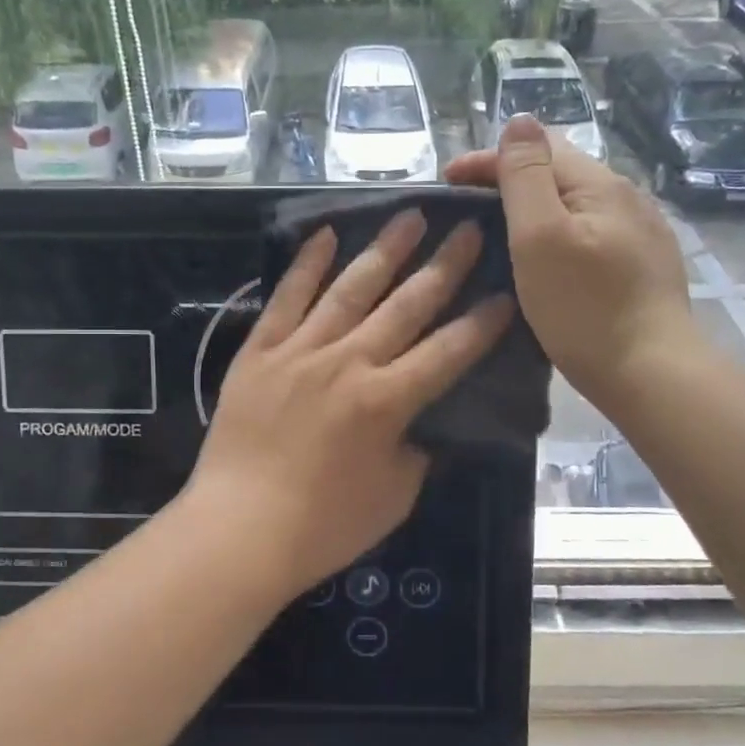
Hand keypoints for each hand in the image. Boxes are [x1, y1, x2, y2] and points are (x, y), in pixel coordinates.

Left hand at [188, 210, 513, 599]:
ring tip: (410, 216)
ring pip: (350, 289)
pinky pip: (286, 298)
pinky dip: (306, 265)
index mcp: (388, 400)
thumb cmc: (324, 525)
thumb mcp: (394, 496)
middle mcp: (349, 362)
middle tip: (467, 228)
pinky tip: (326, 235)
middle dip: (443, 266)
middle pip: (406, 305)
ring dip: (384, 250)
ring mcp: (300, 351)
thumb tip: (421, 423)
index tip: (505, 294)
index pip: (449, 351)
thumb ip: (416, 451)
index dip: (482, 323)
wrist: (239, 529)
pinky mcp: (259, 352)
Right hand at [445, 116, 697, 408]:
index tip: (445, 183)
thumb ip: (526, 176)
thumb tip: (520, 120)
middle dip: (510, 180)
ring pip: (576, 203)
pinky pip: (592, 232)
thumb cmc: (585, 307)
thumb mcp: (540, 237)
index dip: (486, 159)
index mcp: (600, 184)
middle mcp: (627, 197)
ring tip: (502, 232)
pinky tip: (550, 257)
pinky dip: (560, 233)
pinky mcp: (645, 265)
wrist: (651, 374)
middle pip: (559, 172)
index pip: (537, 149)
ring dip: (536, 207)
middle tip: (468, 208)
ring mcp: (641, 232)